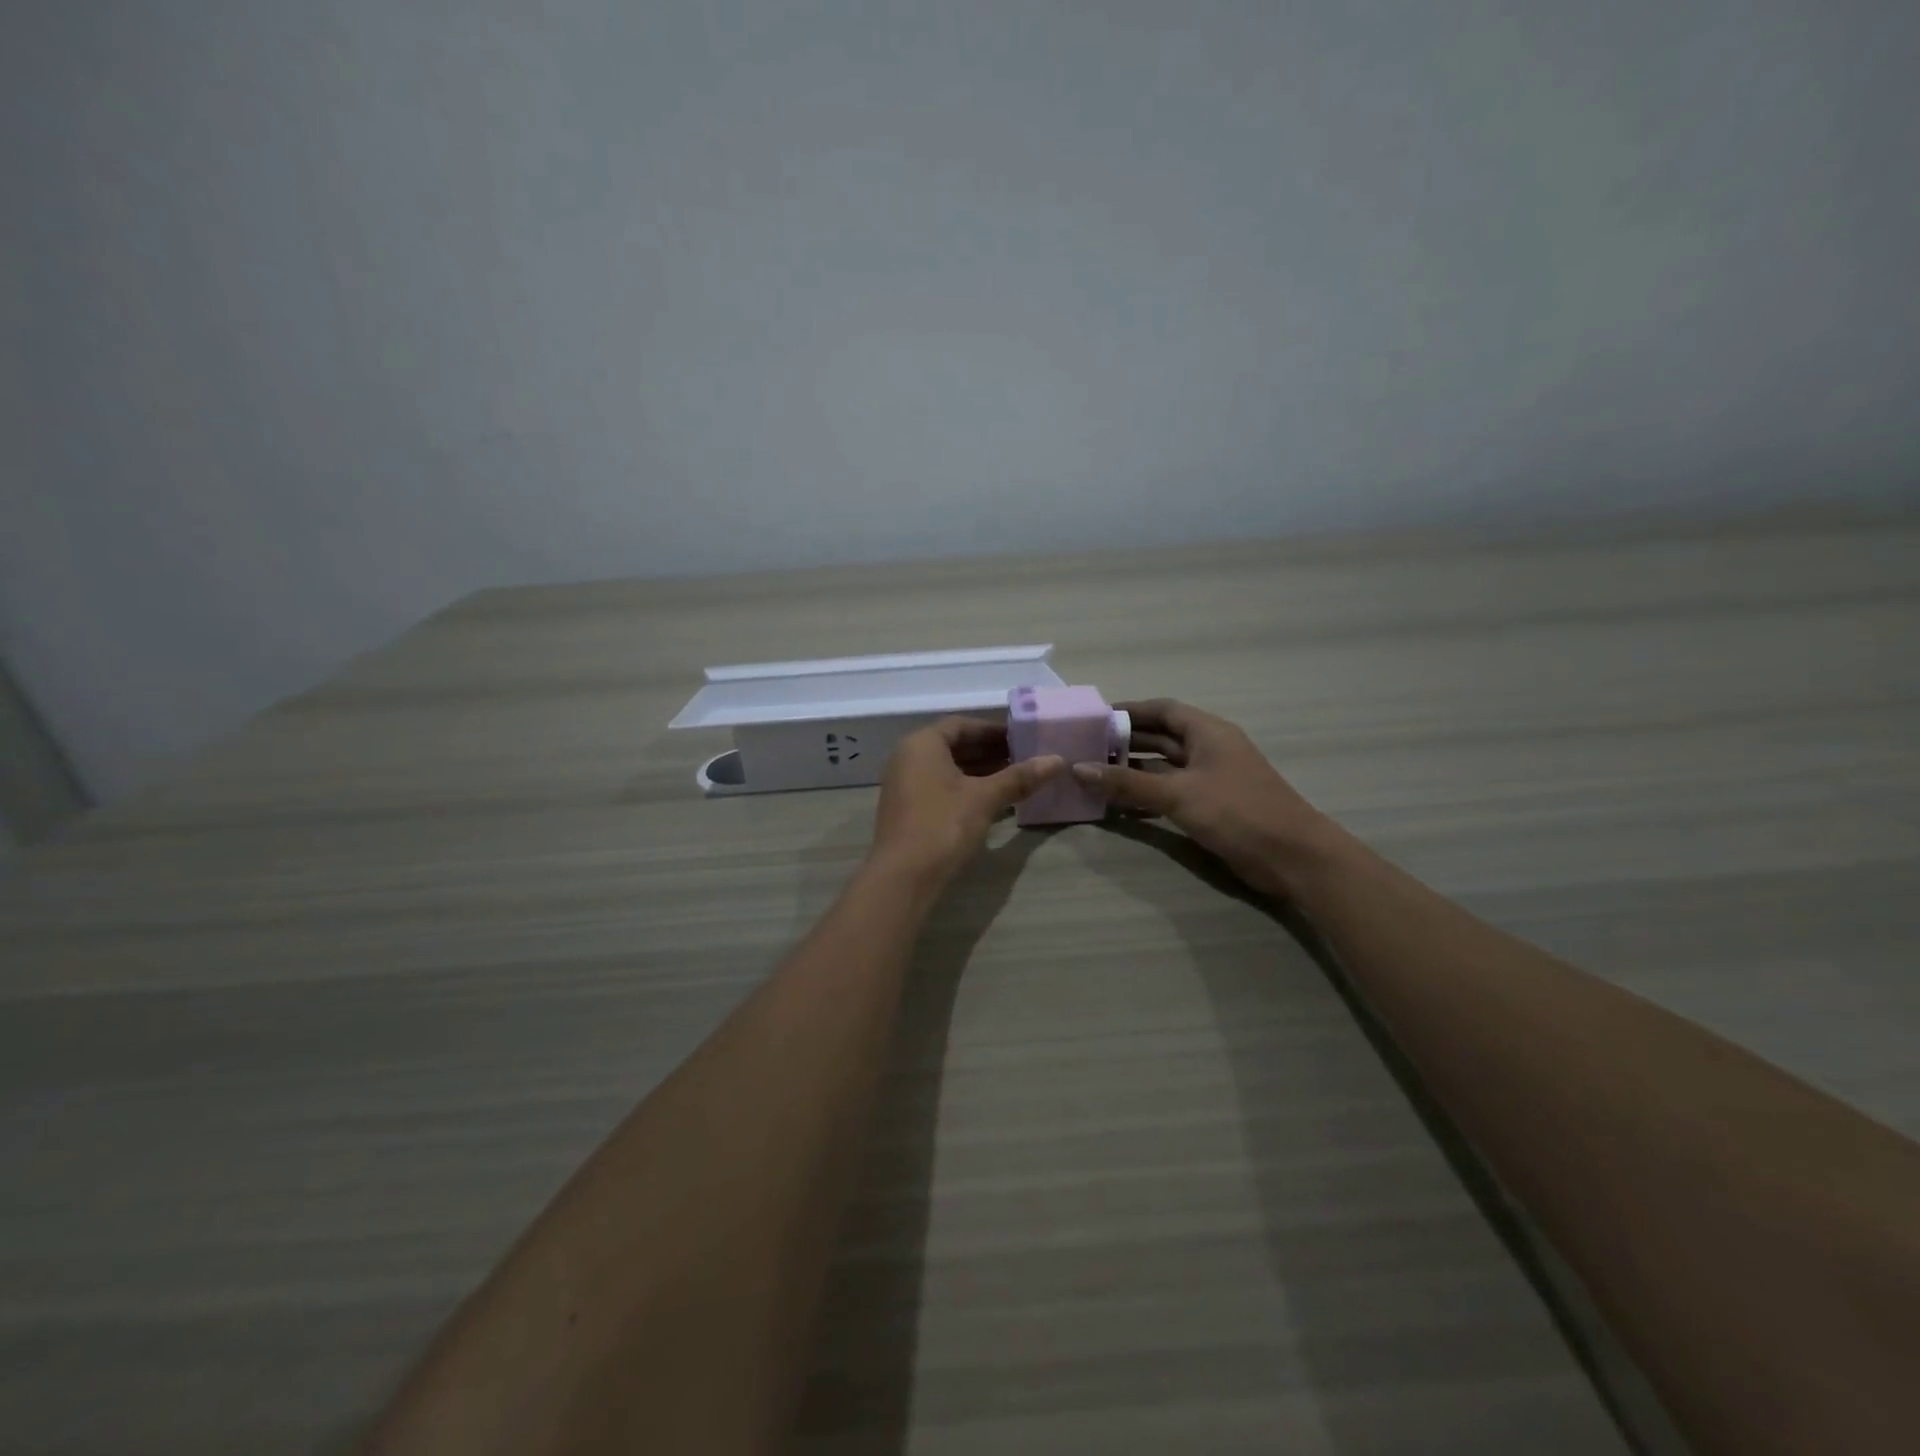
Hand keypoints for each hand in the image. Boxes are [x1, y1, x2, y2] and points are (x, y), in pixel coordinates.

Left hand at [868, 718, 1062, 894]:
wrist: (902, 877)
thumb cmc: (943, 825)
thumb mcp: (985, 798)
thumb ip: (1019, 777)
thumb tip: (1058, 760)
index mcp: (922, 744)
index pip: (962, 725)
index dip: (994, 730)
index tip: (1023, 738)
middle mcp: (908, 757)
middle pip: (954, 745)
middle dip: (990, 751)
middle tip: (1025, 758)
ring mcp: (905, 784)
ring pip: (948, 768)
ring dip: (980, 771)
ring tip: (1017, 778)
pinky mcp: (908, 809)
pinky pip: (941, 787)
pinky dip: (967, 788)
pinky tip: (994, 801)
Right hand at [1073, 699, 1334, 897]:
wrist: (1292, 857)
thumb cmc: (1237, 812)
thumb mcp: (1178, 794)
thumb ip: (1128, 783)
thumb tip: (1078, 768)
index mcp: (1208, 732)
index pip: (1162, 710)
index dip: (1129, 711)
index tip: (1095, 719)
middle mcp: (1209, 749)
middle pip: (1161, 737)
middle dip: (1126, 741)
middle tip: (1086, 748)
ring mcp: (1211, 778)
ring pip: (1164, 766)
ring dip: (1133, 769)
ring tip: (1095, 774)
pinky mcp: (1211, 805)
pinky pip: (1171, 790)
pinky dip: (1147, 793)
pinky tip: (1120, 802)